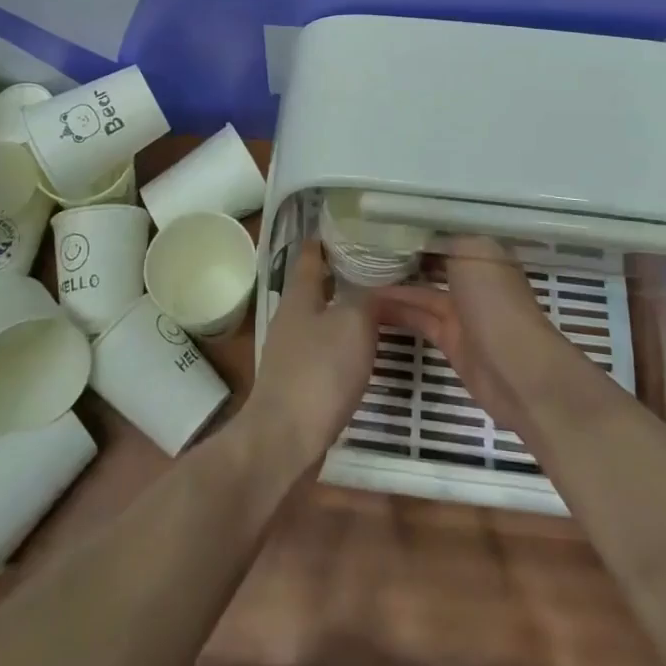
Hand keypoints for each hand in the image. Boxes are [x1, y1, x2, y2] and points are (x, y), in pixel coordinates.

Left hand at [241, 239, 382, 465]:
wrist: (285, 439)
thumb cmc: (319, 372)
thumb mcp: (353, 323)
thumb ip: (367, 298)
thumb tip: (377, 286)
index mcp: (299, 294)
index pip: (310, 253)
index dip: (327, 237)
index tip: (350, 225)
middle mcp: (291, 316)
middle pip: (318, 285)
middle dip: (344, 274)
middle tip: (380, 266)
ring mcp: (292, 350)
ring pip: (324, 317)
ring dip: (347, 310)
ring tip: (381, 305)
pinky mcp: (299, 380)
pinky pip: (326, 349)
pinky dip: (345, 342)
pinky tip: (366, 350)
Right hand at [371, 237, 562, 431]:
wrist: (517, 370)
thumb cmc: (495, 302)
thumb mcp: (473, 252)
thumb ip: (445, 239)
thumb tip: (419, 233)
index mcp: (484, 253)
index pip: (445, 233)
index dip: (416, 227)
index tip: (382, 220)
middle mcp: (474, 278)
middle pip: (432, 261)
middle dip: (402, 255)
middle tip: (361, 246)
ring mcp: (462, 311)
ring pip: (421, 291)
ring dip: (392, 284)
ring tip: (355, 275)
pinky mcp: (450, 340)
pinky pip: (418, 318)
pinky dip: (396, 311)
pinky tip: (368, 304)